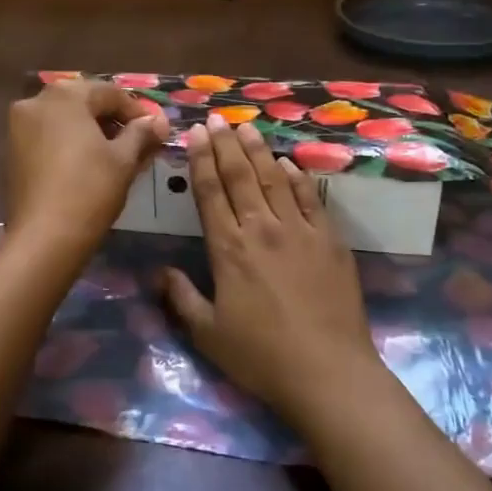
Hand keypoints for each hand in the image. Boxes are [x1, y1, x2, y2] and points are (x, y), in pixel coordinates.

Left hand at [6, 80, 168, 257]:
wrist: (44, 237)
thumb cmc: (90, 190)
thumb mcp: (123, 159)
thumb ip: (142, 133)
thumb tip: (158, 121)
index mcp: (65, 96)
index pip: (110, 93)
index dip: (137, 111)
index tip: (157, 130)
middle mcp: (36, 101)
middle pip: (84, 102)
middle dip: (112, 119)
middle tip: (138, 141)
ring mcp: (19, 126)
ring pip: (64, 119)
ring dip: (91, 130)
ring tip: (116, 154)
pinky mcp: (12, 151)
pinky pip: (48, 136)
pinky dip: (70, 142)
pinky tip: (88, 163)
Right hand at [162, 114, 379, 421]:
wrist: (328, 371)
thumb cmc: (261, 357)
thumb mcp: (208, 334)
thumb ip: (182, 299)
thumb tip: (161, 271)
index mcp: (228, 249)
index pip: (210, 192)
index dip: (201, 159)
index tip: (195, 132)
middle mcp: (262, 229)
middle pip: (240, 177)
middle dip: (226, 144)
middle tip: (218, 118)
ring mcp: (300, 231)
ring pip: (275, 180)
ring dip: (259, 151)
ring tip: (248, 128)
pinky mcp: (330, 241)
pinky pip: (311, 199)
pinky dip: (298, 178)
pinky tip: (289, 164)